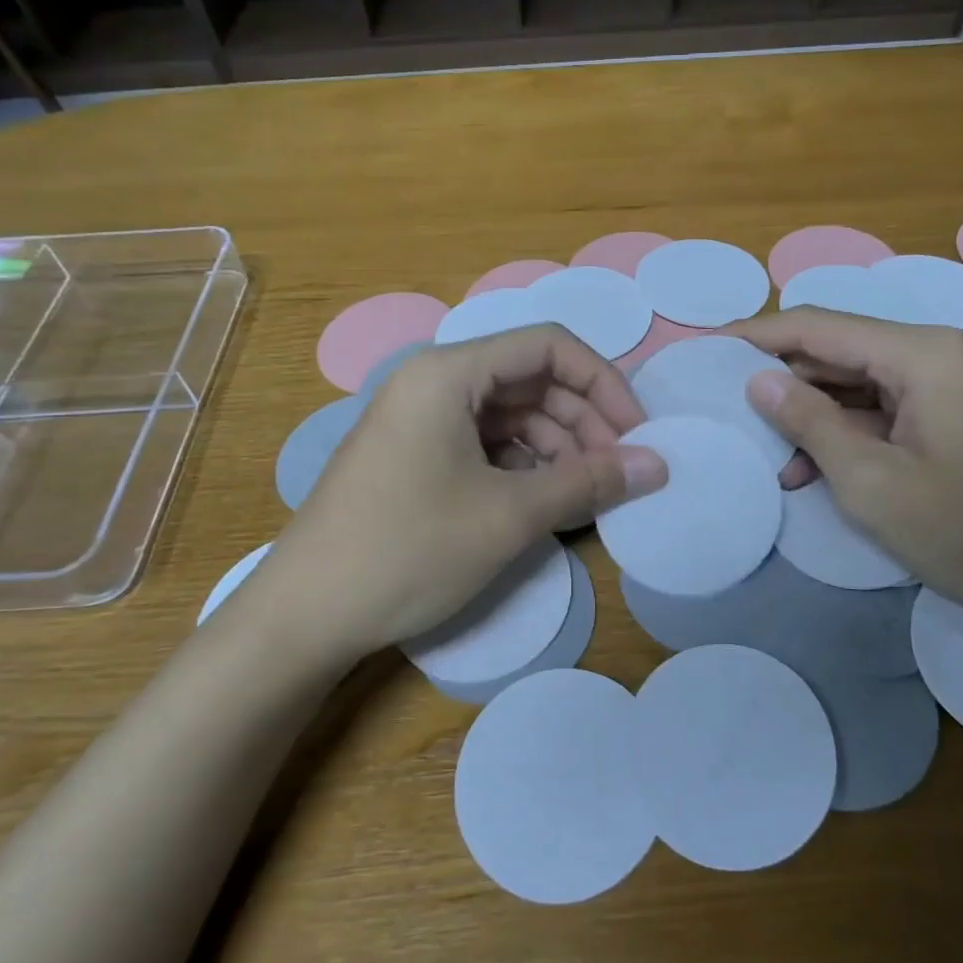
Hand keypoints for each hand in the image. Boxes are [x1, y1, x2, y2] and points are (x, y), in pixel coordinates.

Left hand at [229, 326, 666, 661]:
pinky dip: (525, 465)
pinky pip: (487, 443)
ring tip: (586, 492)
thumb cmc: (408, 551)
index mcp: (449, 372)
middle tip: (618, 471)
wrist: (304, 617)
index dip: (603, 382)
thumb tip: (658, 465)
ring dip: (558, 446)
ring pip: (512, 413)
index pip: (548, 345)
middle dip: (584, 419)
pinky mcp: (417, 455)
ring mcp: (421, 420)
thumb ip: (589, 481)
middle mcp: (433, 382)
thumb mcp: (509, 515)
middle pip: (531, 378)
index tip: (637, 433)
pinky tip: (544, 500)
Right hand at [724, 308, 962, 629]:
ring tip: (768, 450)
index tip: (708, 350)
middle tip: (730, 406)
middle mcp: (943, 350)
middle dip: (785, 379)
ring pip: (862, 380)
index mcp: (926, 353)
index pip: (821, 326)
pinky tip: (813, 465)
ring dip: (815, 412)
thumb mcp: (873, 483)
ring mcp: (956, 380)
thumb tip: (758, 380)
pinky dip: (849, 429)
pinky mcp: (960, 411)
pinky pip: (888, 405)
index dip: (760, 336)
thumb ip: (809, 422)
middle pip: (842, 349)